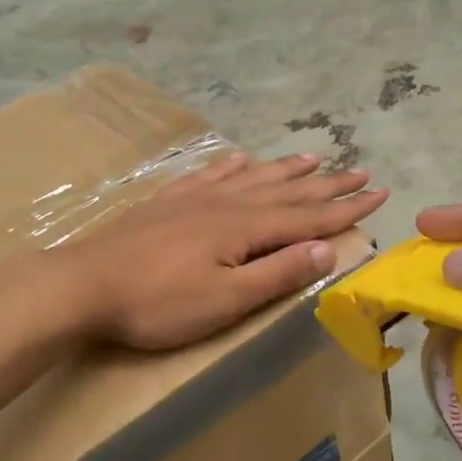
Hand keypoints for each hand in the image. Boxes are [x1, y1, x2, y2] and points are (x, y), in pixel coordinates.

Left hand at [57, 150, 387, 350]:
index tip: (379, 193)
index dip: (346, 207)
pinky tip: (242, 158)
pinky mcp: (168, 202)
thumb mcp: (226, 300)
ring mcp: (194, 198)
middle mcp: (226, 203)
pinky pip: (211, 175)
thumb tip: (327, 248)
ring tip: (315, 156)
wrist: (82, 285)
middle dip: (327, 184)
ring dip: (287, 169)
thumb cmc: (158, 304)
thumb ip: (278, 273)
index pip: (309, 216)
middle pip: (287, 190)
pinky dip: (233, 166)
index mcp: (245, 228)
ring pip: (253, 177)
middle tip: (360, 171)